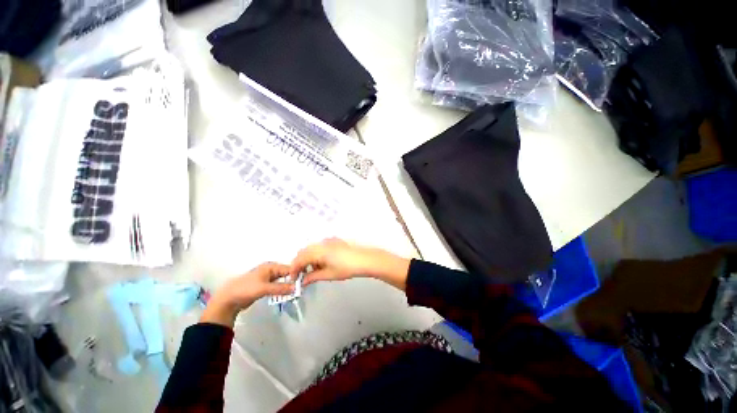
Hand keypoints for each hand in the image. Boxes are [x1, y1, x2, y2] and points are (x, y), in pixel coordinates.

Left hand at [201, 262, 294, 326]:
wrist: (228, 299)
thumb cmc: (246, 289)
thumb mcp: (264, 288)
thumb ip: (281, 288)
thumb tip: (296, 288)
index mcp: (270, 266)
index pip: (288, 269)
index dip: (296, 275)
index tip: (304, 283)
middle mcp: (270, 270)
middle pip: (286, 274)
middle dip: (293, 281)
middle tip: (301, 289)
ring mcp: (267, 278)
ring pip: (282, 281)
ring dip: (287, 286)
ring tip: (295, 293)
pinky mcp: (265, 286)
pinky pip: (277, 286)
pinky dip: (281, 290)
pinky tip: (286, 295)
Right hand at [290, 238, 410, 289]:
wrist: (365, 259)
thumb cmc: (347, 268)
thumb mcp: (329, 274)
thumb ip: (313, 276)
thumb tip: (303, 281)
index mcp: (318, 251)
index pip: (300, 259)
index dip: (294, 269)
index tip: (293, 279)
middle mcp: (321, 243)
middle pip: (304, 251)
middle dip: (300, 263)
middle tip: (301, 275)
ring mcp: (329, 241)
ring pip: (312, 248)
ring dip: (309, 259)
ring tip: (313, 271)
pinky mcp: (335, 241)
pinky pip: (320, 247)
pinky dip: (317, 255)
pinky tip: (322, 263)